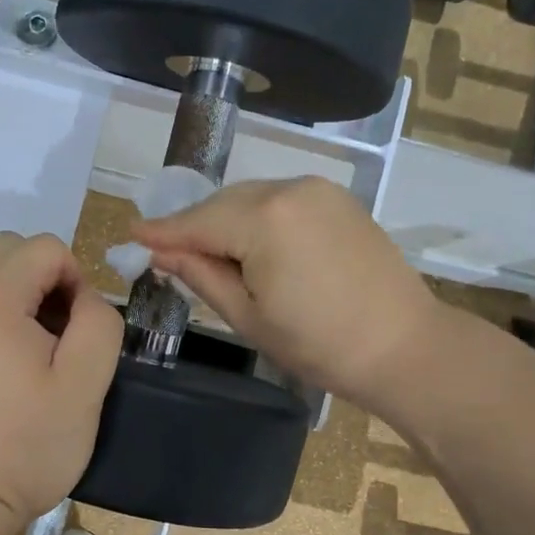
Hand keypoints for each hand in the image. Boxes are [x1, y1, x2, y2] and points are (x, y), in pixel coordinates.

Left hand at [0, 232, 122, 532]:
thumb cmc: (23, 444)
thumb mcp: (86, 386)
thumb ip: (99, 323)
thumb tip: (83, 297)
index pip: (48, 248)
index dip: (75, 281)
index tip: (75, 330)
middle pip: (9, 245)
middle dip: (40, 274)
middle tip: (51, 331)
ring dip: (3, 275)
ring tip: (17, 323)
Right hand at [132, 177, 442, 417]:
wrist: (403, 345)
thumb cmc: (319, 344)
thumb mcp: (249, 317)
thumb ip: (201, 275)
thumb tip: (161, 253)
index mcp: (264, 219)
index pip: (198, 221)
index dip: (163, 230)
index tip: (131, 231)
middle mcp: (289, 189)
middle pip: (222, 203)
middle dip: (193, 225)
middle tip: (165, 249)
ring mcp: (317, 190)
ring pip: (250, 198)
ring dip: (224, 220)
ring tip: (207, 251)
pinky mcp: (337, 198)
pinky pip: (279, 200)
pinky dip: (256, 217)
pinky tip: (249, 242)